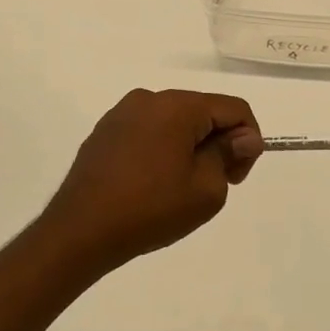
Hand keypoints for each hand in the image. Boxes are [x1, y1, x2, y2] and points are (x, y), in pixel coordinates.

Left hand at [37, 89, 262, 273]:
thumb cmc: (151, 209)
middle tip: (217, 184)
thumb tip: (244, 138)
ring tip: (182, 188)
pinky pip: (148, 132)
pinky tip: (154, 184)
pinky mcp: (104, 132)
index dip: (248, 140)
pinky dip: (163, 150)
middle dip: (220, 143)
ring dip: (191, 146)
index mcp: (178, 106)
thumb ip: (230, 155)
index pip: (234, 108)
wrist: (80, 231)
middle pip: (204, 111)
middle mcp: (149, 99)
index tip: (237, 176)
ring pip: (175, 122)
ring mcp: (122, 114)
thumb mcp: (206, 189)